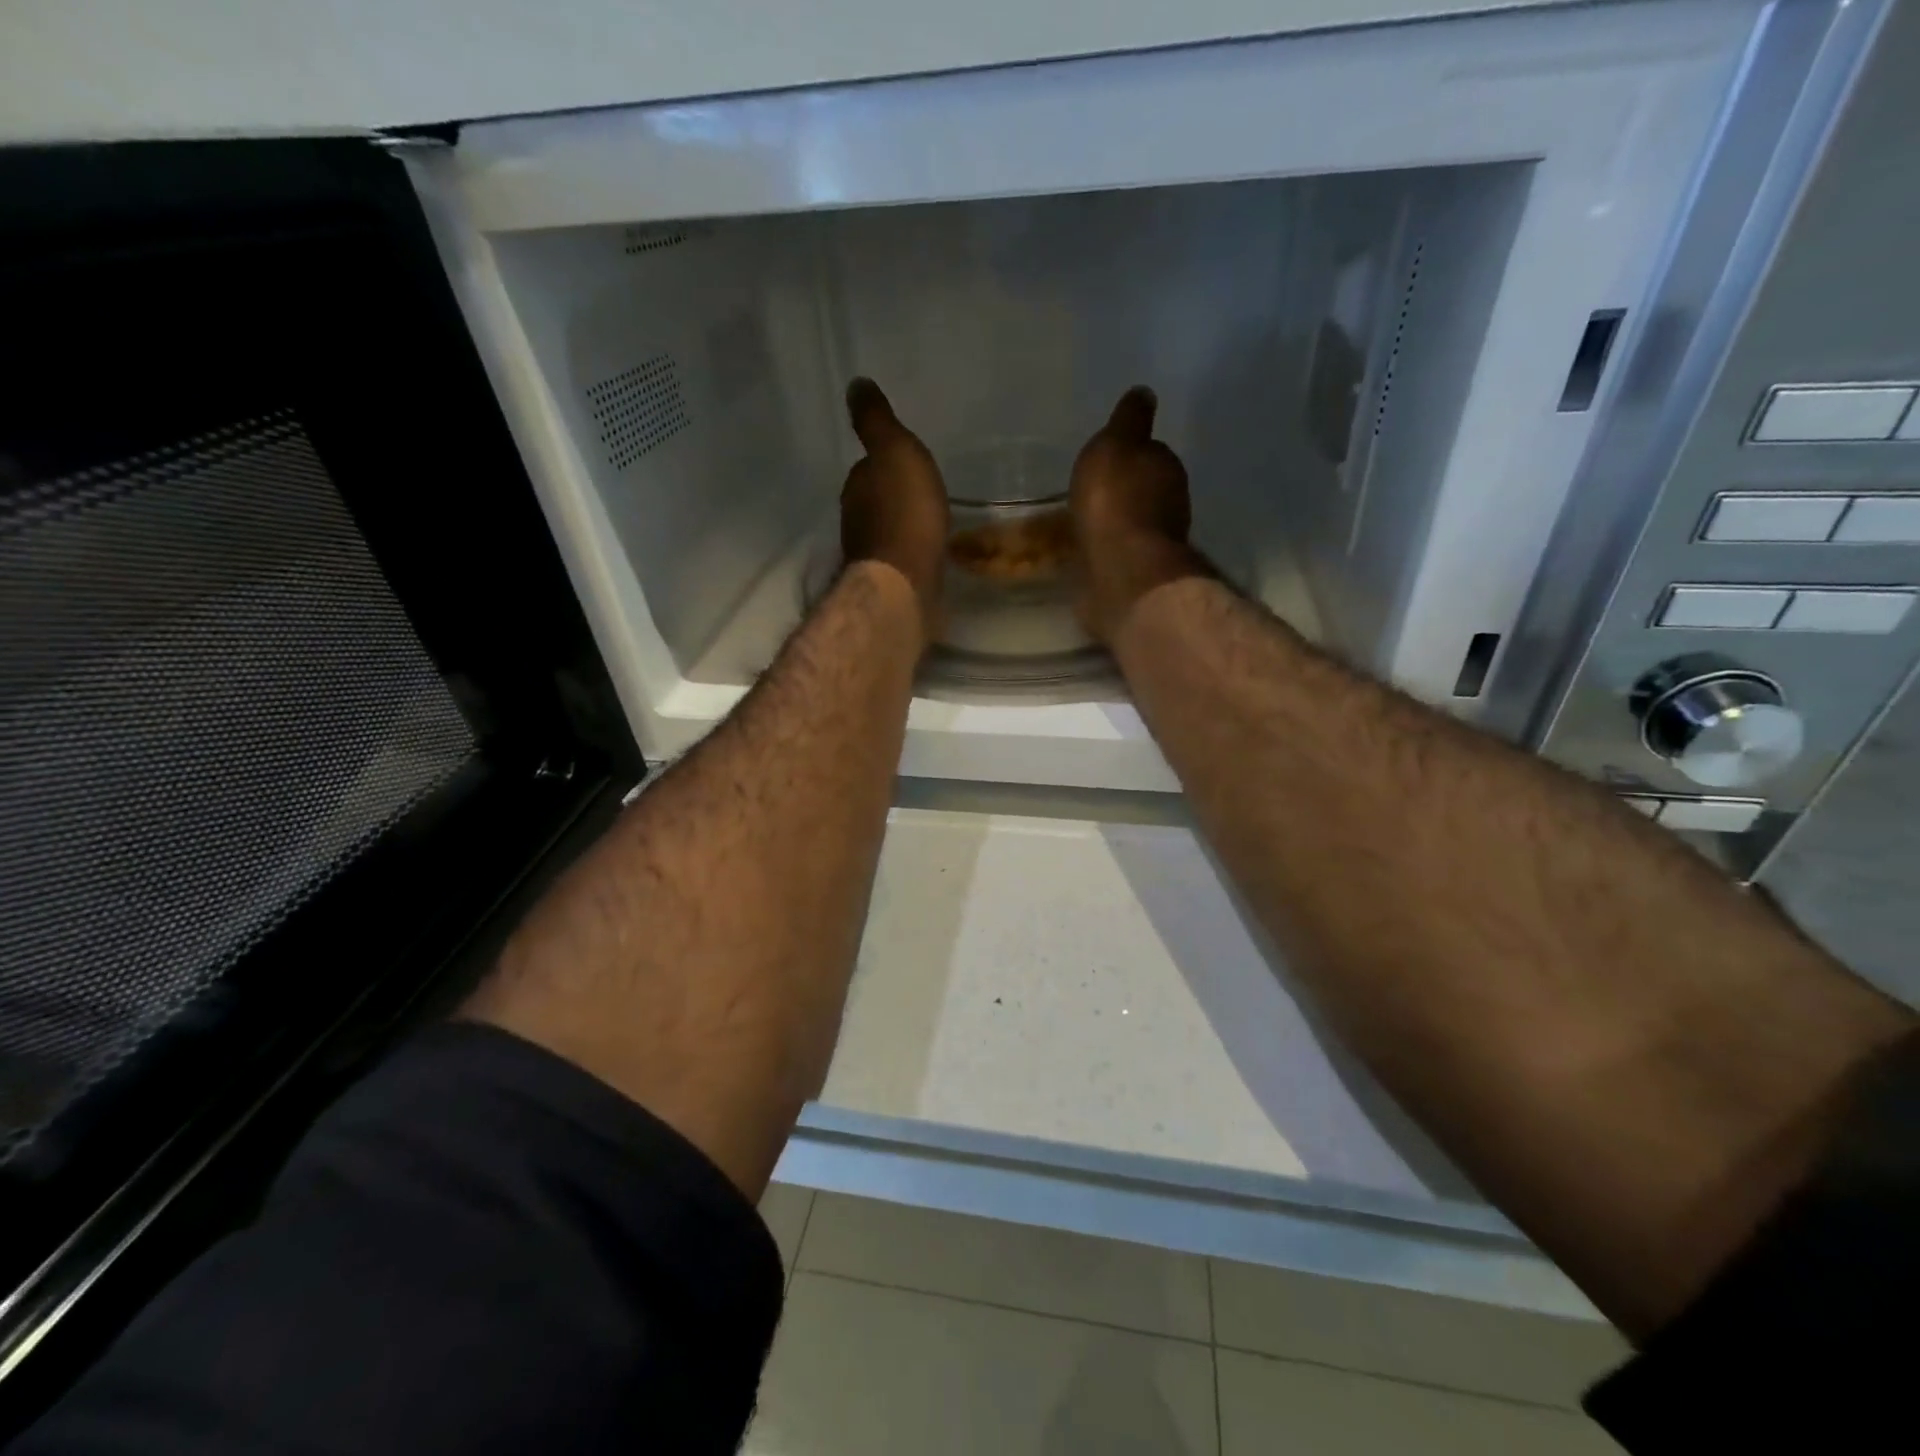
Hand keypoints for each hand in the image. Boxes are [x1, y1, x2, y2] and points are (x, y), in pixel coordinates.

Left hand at [841, 377, 949, 640]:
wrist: (906, 582)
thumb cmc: (904, 512)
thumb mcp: (895, 451)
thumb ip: (876, 421)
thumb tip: (855, 384)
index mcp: (857, 488)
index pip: (867, 469)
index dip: (885, 464)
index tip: (905, 463)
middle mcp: (856, 521)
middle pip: (876, 501)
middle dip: (894, 496)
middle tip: (920, 491)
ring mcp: (873, 555)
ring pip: (888, 531)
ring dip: (903, 525)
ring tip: (928, 521)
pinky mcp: (891, 583)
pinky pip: (902, 558)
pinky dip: (912, 552)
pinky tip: (928, 552)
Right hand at [1069, 387, 1206, 640]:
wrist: (1122, 571)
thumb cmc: (1115, 501)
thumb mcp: (1116, 444)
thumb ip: (1129, 420)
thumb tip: (1145, 393)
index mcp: (1166, 467)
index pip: (1152, 452)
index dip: (1132, 453)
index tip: (1112, 458)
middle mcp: (1170, 503)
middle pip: (1146, 489)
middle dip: (1126, 489)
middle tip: (1098, 490)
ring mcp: (1155, 542)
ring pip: (1134, 523)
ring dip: (1118, 521)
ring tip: (1090, 522)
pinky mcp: (1138, 574)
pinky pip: (1120, 553)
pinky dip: (1110, 549)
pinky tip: (1091, 550)